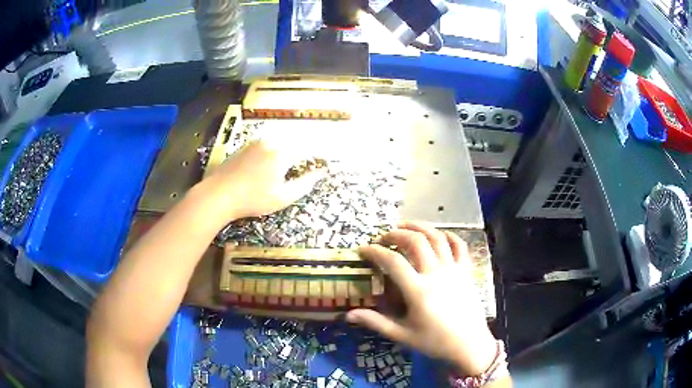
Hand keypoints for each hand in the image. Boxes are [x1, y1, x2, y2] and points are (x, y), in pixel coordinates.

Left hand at [205, 139, 323, 219]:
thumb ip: (304, 184)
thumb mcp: (283, 197)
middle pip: (294, 141)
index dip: (318, 154)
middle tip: (308, 162)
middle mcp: (271, 142)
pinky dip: (274, 149)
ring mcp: (256, 143)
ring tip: (291, 162)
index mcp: (283, 153)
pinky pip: (266, 143)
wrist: (218, 194)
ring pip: (279, 141)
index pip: (307, 148)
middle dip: (303, 149)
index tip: (324, 161)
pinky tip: (270, 163)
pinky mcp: (245, 147)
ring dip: (289, 148)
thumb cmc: (253, 199)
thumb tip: (319, 174)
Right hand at [346, 222, 497, 376]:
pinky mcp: (466, 271)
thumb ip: (375, 322)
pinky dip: (448, 235)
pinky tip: (438, 235)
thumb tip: (348, 315)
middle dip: (396, 233)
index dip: (375, 251)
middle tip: (383, 238)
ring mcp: (454, 270)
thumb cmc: (434, 342)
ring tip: (405, 225)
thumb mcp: (402, 335)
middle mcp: (436, 274)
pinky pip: (459, 246)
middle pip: (415, 241)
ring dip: (419, 227)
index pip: (392, 261)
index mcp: (418, 290)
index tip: (363, 249)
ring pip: (437, 237)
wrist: (469, 345)